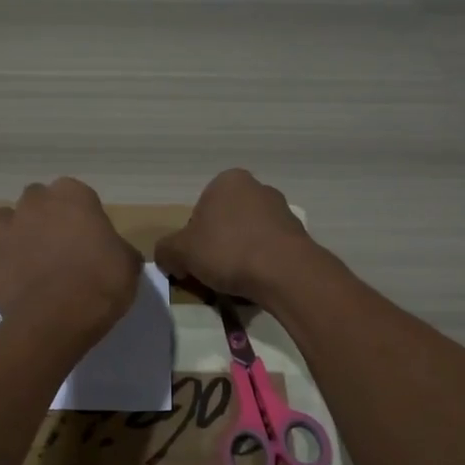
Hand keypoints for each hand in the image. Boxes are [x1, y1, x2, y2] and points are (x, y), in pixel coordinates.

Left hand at [0, 178, 141, 344]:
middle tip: (59, 248)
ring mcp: (3, 230)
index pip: (74, 194)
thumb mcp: (128, 263)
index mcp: (71, 195)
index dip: (80, 215)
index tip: (87, 237)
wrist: (57, 321)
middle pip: (37, 203)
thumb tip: (113, 252)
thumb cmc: (101, 284)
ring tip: (32, 264)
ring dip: (17, 237)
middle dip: (44, 219)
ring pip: (6, 224)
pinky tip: (15, 286)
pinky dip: (0, 268)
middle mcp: (32, 203)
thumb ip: (116, 247)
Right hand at [155, 168, 319, 301]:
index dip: (192, 239)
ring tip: (236, 283)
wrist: (285, 272)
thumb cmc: (227, 250)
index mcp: (227, 181)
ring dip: (239, 255)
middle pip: (225, 223)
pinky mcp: (298, 234)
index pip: (199, 211)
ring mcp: (282, 210)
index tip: (195, 261)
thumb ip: (165, 251)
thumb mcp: (181, 252)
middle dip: (217, 246)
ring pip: (247, 236)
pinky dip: (261, 264)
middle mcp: (257, 187)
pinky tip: (257, 283)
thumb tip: (168, 258)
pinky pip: (269, 250)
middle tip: (212, 273)